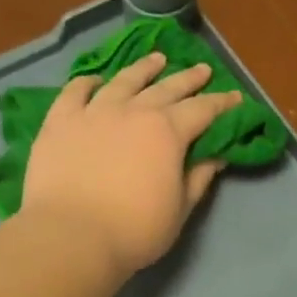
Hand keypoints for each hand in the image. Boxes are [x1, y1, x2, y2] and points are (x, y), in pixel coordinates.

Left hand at [21, 51, 242, 275]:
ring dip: (143, 68)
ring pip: (124, 80)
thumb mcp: (179, 210)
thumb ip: (198, 178)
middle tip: (202, 69)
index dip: (222, 103)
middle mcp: (134, 111)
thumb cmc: (134, 230)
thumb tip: (216, 156)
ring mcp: (94, 112)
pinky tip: (95, 80)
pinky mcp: (60, 122)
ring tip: (156, 59)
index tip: (235, 97)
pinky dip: (87, 83)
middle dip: (189, 78)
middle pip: (167, 88)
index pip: (202, 110)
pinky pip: (75, 92)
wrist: (70, 236)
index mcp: (168, 132)